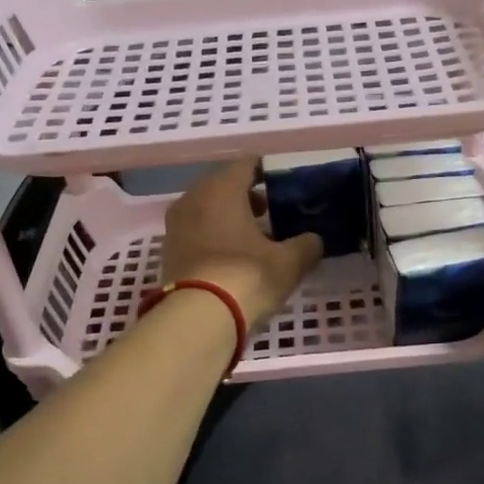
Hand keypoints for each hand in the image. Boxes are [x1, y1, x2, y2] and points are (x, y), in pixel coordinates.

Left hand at [160, 160, 322, 329]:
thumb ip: (306, 245)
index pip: (247, 164)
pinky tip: (235, 256)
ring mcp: (176, 226)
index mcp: (222, 189)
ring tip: (257, 237)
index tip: (285, 184)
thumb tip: (314, 240)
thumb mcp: (288, 263)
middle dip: (248, 196)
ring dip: (230, 218)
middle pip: (224, 186)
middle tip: (273, 210)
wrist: (198, 319)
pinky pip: (197, 232)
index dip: (268, 171)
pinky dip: (216, 237)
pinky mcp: (169, 252)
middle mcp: (193, 199)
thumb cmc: (246, 276)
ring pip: (208, 210)